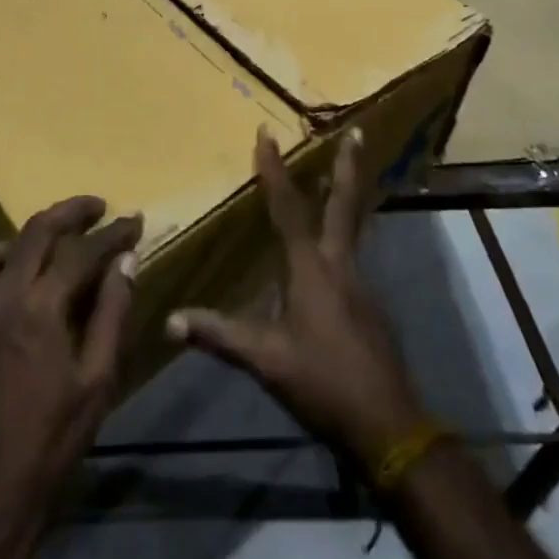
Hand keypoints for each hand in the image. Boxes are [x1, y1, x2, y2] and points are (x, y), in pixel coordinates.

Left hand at [0, 196, 141, 554]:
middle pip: (34, 232)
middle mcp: (2, 299)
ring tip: (46, 251)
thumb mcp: (100, 377)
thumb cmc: (57, 436)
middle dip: (70, 211)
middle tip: (97, 207)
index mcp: (41, 309)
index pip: (81, 252)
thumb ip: (113, 311)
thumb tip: (125, 261)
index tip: (134, 221)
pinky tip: (19, 293)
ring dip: (20, 241)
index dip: (112, 233)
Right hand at [168, 128, 426, 467]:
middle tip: (358, 132)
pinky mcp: (370, 306)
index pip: (288, 209)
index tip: (267, 134)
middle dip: (348, 167)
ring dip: (347, 196)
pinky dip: (344, 234)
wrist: (388, 426)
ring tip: (341, 175)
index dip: (274, 171)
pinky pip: (353, 255)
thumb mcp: (265, 360)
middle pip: (344, 205)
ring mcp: (360, 285)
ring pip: (353, 228)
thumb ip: (220, 335)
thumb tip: (170, 320)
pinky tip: (332, 249)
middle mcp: (340, 265)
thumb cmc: (323, 382)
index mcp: (311, 269)